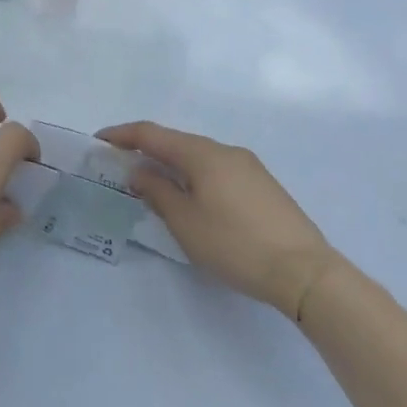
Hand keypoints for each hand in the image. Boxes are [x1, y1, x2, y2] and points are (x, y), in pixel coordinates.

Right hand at [98, 121, 337, 321]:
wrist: (307, 273)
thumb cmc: (236, 245)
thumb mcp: (186, 223)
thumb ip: (157, 191)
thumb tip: (139, 171)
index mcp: (202, 153)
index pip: (151, 133)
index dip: (122, 135)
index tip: (98, 140)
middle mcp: (224, 150)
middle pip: (176, 142)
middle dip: (146, 151)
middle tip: (122, 168)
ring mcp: (248, 166)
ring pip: (198, 157)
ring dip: (172, 166)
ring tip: (154, 186)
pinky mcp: (263, 186)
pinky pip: (217, 170)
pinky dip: (195, 177)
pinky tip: (193, 199)